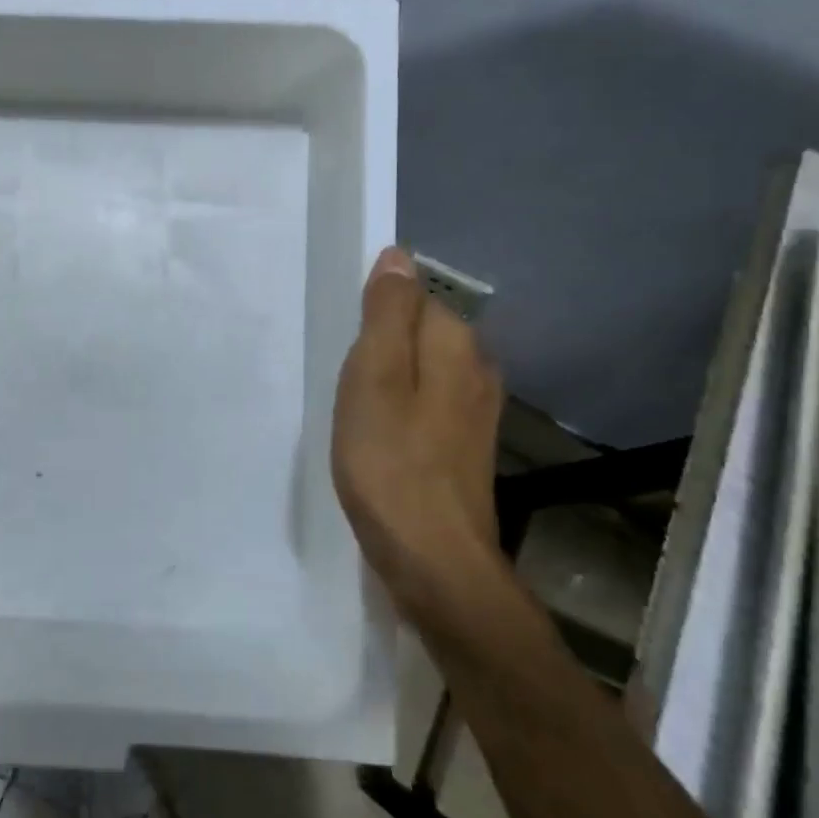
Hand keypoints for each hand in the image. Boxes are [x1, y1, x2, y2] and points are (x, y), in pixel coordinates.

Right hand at [331, 246, 508, 624]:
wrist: (434, 560)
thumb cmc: (390, 463)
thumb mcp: (374, 377)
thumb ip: (386, 314)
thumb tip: (398, 257)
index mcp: (455, 345)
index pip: (414, 297)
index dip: (374, 315)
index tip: (343, 347)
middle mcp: (477, 369)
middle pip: (420, 333)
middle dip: (380, 346)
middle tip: (342, 383)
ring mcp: (477, 412)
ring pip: (423, 371)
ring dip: (388, 380)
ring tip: (353, 411)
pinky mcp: (466, 446)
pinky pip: (428, 405)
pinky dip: (400, 410)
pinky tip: (379, 437)